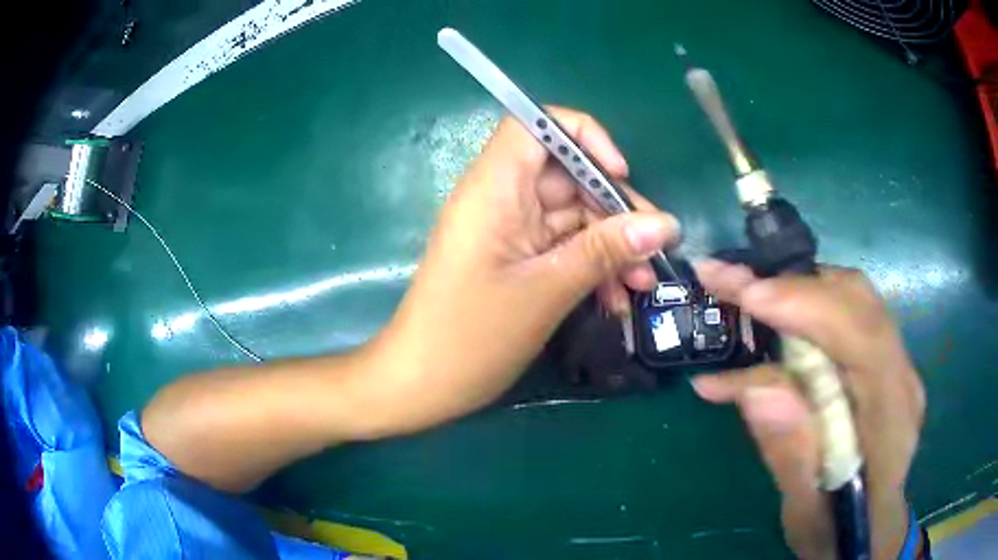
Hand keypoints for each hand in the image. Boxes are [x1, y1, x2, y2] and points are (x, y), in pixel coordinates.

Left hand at [364, 108, 679, 437]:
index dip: (582, 137)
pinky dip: (592, 265)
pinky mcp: (515, 258)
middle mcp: (501, 198)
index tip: (618, 174)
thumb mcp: (547, 290)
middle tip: (655, 250)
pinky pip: (563, 246)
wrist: (422, 384)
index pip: (535, 123)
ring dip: (611, 245)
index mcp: (494, 188)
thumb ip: (606, 250)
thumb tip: (666, 225)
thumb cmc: (471, 337)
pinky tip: (616, 297)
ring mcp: (508, 229)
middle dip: (616, 209)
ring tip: (642, 285)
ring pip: (572, 215)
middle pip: (568, 175)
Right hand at [692, 262, 924, 558]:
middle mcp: (900, 376)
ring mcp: (892, 364)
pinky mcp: (876, 363)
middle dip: (791, 287)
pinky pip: (841, 319)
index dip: (811, 308)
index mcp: (893, 419)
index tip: (749, 296)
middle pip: (857, 303)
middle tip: (725, 280)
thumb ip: (791, 454)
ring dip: (792, 293)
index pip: (864, 338)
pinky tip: (761, 332)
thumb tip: (758, 385)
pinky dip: (799, 314)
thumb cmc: (837, 531)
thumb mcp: (806, 512)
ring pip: (849, 300)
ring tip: (736, 295)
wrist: (869, 532)